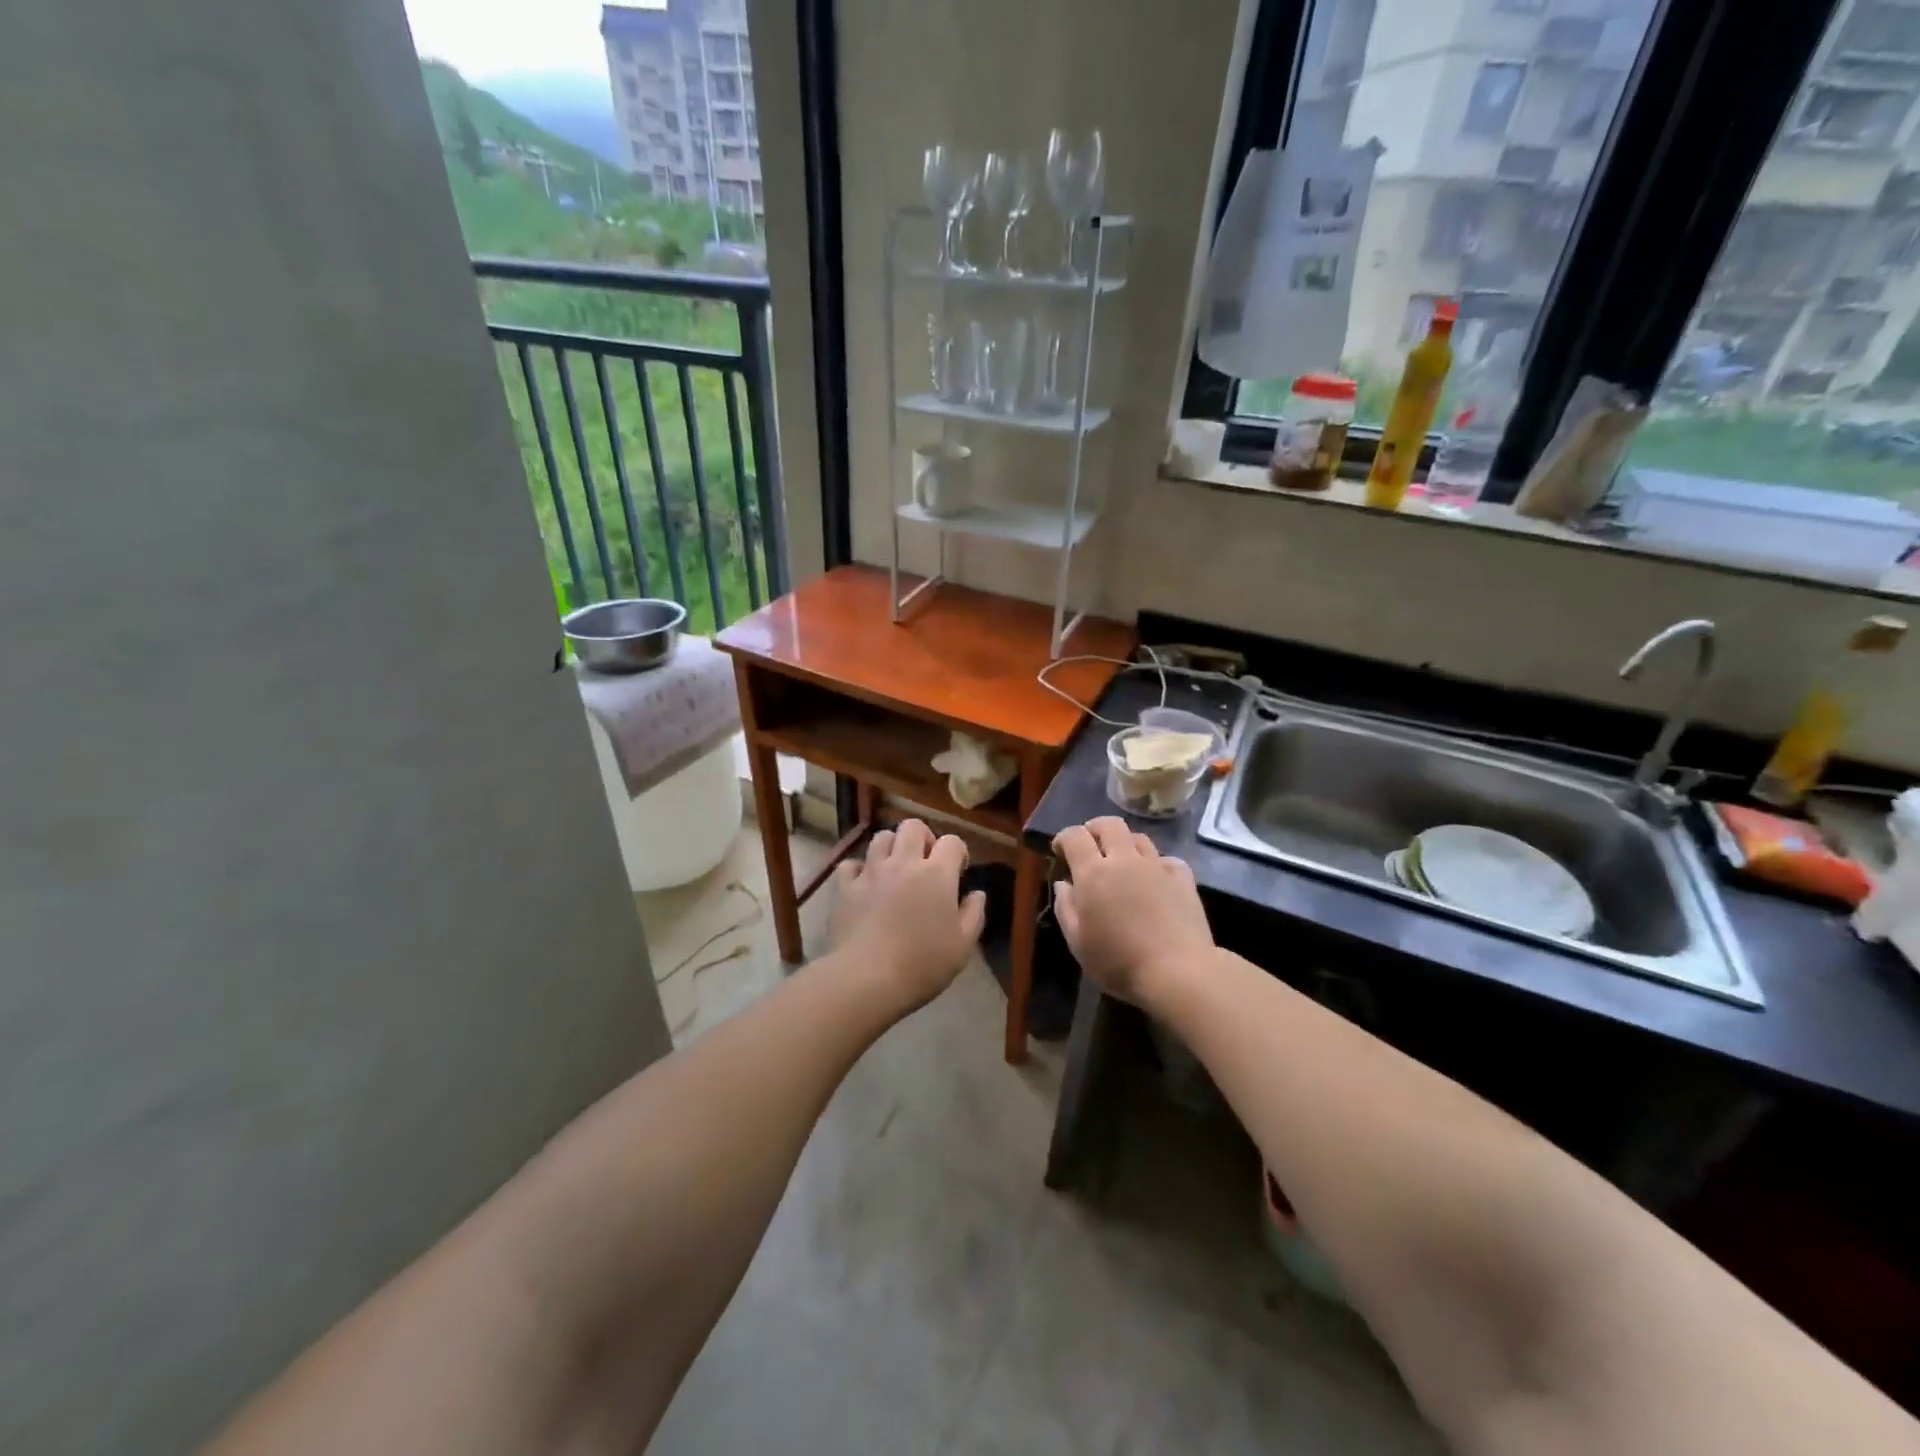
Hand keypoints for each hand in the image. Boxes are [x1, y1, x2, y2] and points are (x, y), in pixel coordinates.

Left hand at [829, 819, 986, 1009]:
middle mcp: (904, 862)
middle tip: (925, 863)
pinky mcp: (845, 887)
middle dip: (923, 838)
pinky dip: (858, 870)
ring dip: (892, 847)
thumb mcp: (963, 945)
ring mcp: (871, 872)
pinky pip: (851, 864)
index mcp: (937, 874)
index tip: (958, 872)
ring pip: (881, 837)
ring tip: (895, 869)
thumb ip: (974, 913)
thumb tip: (977, 893)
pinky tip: (864, 885)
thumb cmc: (923, 964)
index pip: (952, 842)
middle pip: (913, 826)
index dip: (958, 853)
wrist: (868, 978)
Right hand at [1052, 818, 1214, 1005]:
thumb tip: (1064, 884)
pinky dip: (1157, 864)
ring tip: (1122, 861)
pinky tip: (1155, 879)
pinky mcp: (1183, 879)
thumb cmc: (1118, 961)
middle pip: (1109, 825)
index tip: (1059, 850)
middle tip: (1090, 844)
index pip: (1075, 836)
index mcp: (1094, 873)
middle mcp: (1125, 860)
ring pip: (1139, 838)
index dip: (1064, 837)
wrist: (1178, 972)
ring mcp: (1157, 867)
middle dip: (1095, 828)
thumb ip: (1065, 908)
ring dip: (1125, 843)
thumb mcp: (1078, 942)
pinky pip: (1167, 859)